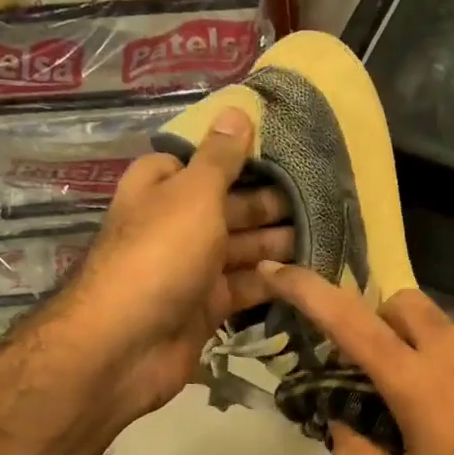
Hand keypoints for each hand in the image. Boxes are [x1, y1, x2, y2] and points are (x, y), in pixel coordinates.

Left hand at [54, 108, 291, 420]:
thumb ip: (220, 158)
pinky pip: (245, 287)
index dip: (239, 158)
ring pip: (241, 249)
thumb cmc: (160, 255)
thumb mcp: (193, 195)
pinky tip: (308, 272)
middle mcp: (176, 225)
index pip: (201, 163)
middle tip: (321, 199)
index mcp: (162, 189)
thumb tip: (237, 109)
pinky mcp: (207, 307)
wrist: (128, 344)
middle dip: (270, 204)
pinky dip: (272, 281)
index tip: (284, 155)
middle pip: (229, 207)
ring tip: (326, 233)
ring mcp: (191, 269)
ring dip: (277, 242)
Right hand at [257, 262, 453, 454]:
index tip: (279, 271)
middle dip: (383, 323)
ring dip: (435, 361)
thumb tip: (340, 429)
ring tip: (449, 420)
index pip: (351, 322)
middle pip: (407, 304)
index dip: (309, 291)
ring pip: (453, 337)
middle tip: (383, 371)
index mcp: (418, 383)